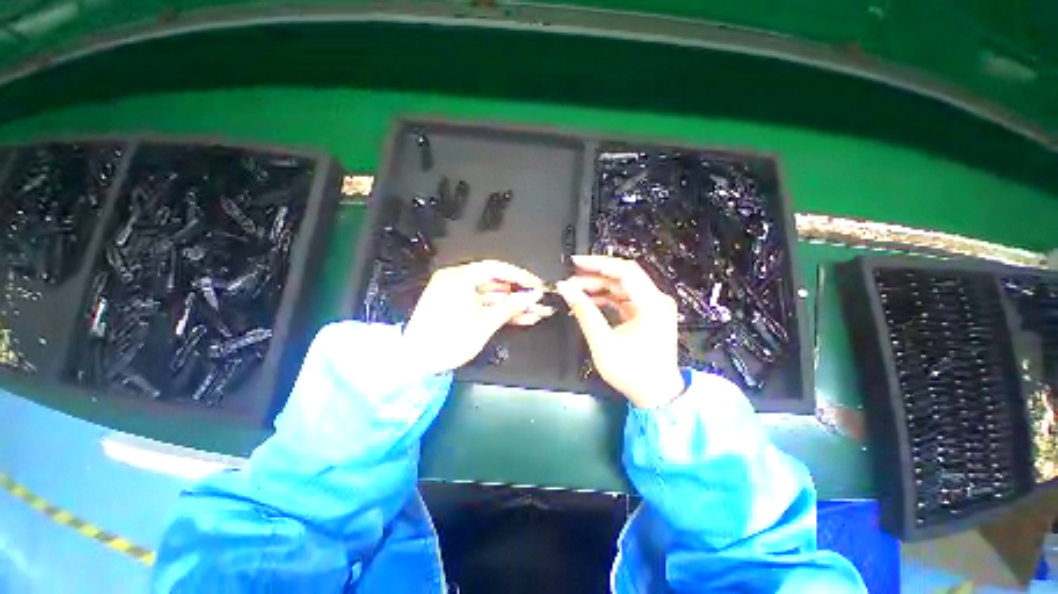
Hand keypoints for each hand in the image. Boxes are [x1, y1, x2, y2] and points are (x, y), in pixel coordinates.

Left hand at [403, 260, 552, 375]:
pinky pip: (483, 303)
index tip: (537, 285)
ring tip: (534, 312)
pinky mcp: (457, 305)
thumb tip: (533, 296)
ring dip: (512, 304)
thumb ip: (511, 306)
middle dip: (519, 294)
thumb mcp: (485, 324)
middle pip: (496, 282)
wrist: (416, 362)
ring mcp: (456, 292)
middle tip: (538, 301)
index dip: (520, 276)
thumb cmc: (448, 342)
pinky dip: (499, 309)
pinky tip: (519, 317)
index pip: (497, 269)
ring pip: (492, 295)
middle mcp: (456, 279)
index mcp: (459, 278)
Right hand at [556, 255, 684, 407]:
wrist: (657, 395)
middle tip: (570, 281)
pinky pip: (623, 299)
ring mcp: (652, 307)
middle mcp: (656, 300)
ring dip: (598, 287)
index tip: (575, 263)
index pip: (624, 271)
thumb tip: (566, 290)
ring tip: (575, 292)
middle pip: (622, 277)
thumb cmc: (633, 373)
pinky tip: (588, 302)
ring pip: (621, 287)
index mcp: (652, 304)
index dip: (598, 263)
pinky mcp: (646, 314)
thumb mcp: (604, 343)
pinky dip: (605, 299)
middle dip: (594, 276)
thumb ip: (584, 312)